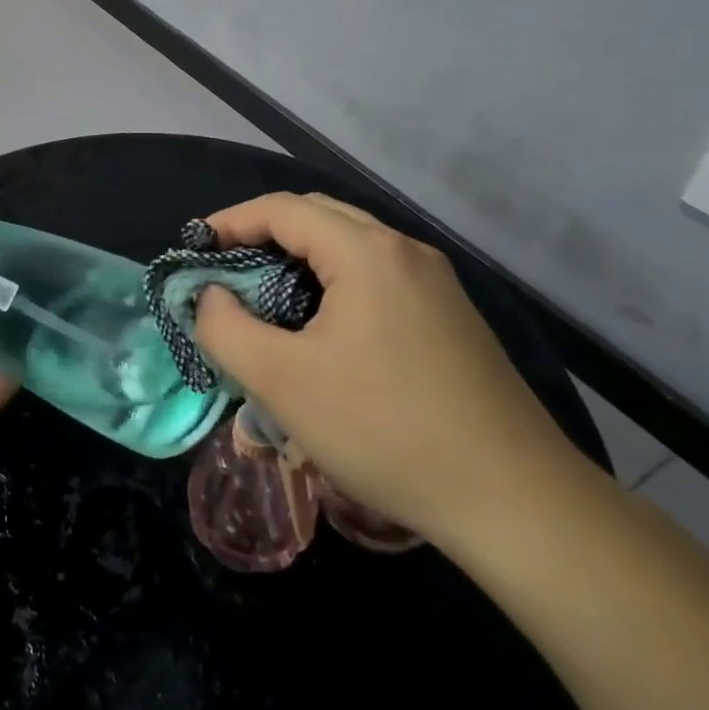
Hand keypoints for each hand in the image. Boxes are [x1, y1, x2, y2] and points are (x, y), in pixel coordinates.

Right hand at [194, 192, 580, 543]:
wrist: (514, 500)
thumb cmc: (384, 430)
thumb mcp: (282, 382)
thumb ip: (226, 328)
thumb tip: (211, 297)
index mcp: (367, 252)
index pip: (282, 209)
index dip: (229, 222)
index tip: (194, 251)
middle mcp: (406, 252)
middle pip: (319, 218)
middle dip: (263, 236)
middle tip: (226, 274)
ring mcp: (436, 285)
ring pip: (351, 248)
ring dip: (299, 262)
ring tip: (265, 303)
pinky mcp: (451, 318)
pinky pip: (377, 279)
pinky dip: (334, 285)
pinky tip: (322, 332)